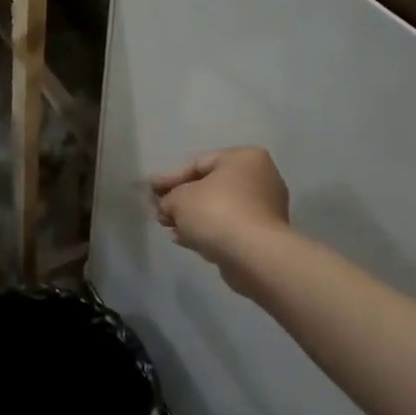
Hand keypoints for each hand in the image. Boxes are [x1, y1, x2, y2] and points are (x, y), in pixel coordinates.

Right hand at [151, 146, 290, 278]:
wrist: (254, 256)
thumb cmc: (217, 213)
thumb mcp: (180, 199)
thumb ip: (168, 198)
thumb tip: (166, 206)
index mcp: (244, 158)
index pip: (198, 164)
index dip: (170, 178)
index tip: (150, 190)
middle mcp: (260, 178)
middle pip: (210, 187)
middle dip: (181, 200)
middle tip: (159, 211)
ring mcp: (265, 208)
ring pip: (219, 209)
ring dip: (193, 218)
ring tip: (168, 228)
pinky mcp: (264, 235)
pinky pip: (229, 227)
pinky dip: (208, 231)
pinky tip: (185, 240)